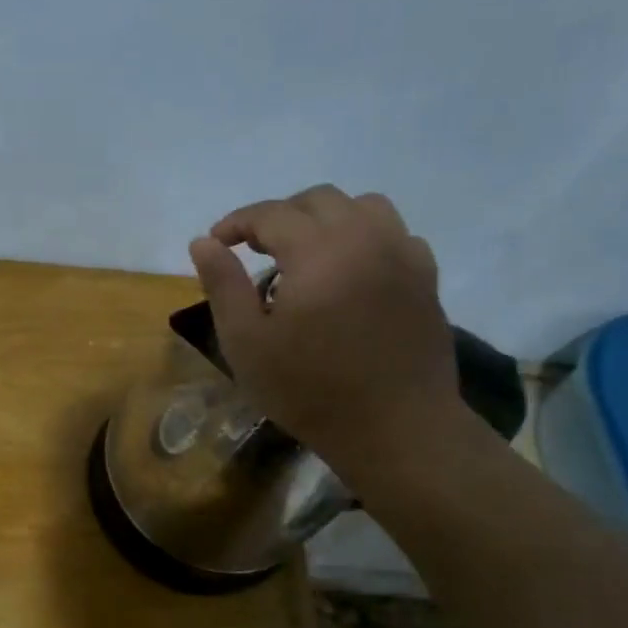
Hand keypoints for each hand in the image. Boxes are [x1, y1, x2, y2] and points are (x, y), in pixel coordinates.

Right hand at [189, 186, 463, 479]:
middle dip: (279, 215)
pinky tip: (349, 270)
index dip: (236, 222)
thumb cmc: (310, 390)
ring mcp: (402, 255)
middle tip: (254, 248)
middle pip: (318, 200)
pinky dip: (364, 237)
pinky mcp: (425, 278)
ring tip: (304, 252)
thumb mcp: (246, 343)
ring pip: (363, 206)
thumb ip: (223, 285)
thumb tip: (202, 242)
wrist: (396, 428)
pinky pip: (394, 233)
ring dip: (325, 218)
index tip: (215, 243)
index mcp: (318, 251)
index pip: (270, 214)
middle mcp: (365, 238)